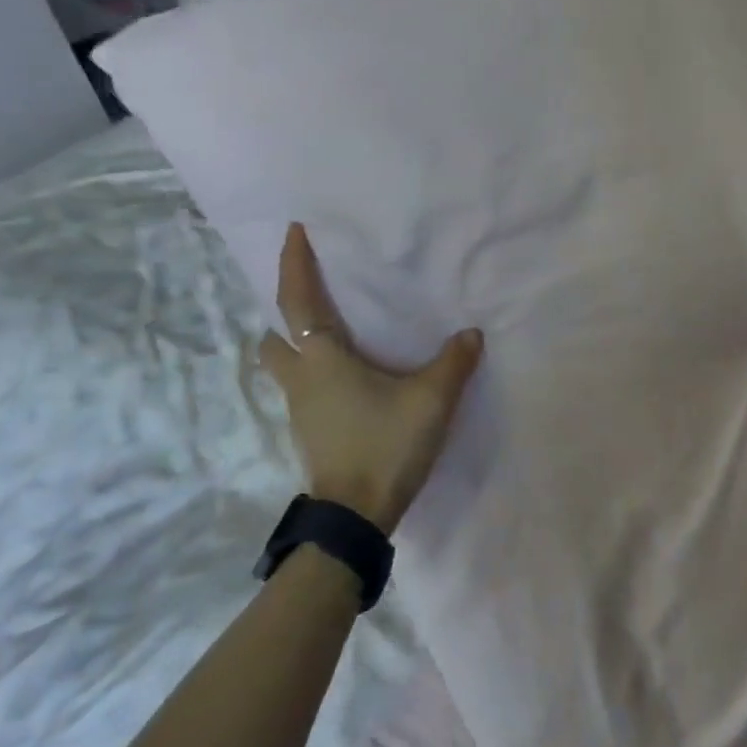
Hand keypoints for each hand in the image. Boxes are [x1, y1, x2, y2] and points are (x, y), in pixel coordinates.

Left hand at [257, 223, 483, 534]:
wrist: (356, 514)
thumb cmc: (386, 445)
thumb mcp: (431, 400)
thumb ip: (453, 363)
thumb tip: (471, 333)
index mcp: (322, 359)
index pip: (297, 301)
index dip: (293, 264)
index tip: (293, 232)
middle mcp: (301, 379)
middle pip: (274, 338)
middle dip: (286, 314)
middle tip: (313, 300)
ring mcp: (299, 409)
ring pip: (284, 366)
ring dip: (297, 346)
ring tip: (333, 338)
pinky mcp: (309, 432)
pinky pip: (302, 389)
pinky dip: (314, 374)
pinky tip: (346, 380)